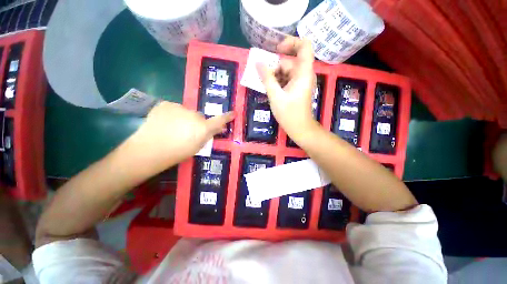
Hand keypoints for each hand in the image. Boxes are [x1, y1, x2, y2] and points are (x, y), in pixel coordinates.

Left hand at [128, 101, 233, 170]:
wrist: (148, 150)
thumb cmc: (176, 153)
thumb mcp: (197, 147)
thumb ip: (208, 135)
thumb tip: (218, 128)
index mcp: (202, 128)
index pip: (219, 120)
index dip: (227, 117)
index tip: (233, 113)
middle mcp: (193, 115)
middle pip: (200, 117)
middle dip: (198, 122)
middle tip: (188, 132)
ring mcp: (179, 108)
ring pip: (187, 112)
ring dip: (185, 118)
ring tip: (173, 128)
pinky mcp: (166, 104)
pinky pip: (175, 109)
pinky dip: (173, 114)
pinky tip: (165, 123)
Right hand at [256, 36, 319, 142]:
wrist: (299, 128)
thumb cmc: (289, 113)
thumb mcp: (275, 95)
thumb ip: (266, 78)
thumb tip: (258, 62)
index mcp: (303, 73)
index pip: (304, 46)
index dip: (291, 43)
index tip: (276, 50)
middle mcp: (304, 74)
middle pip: (289, 62)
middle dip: (275, 69)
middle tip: (263, 80)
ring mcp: (301, 82)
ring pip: (286, 72)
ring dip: (274, 77)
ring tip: (266, 87)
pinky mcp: (297, 89)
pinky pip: (287, 80)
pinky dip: (278, 83)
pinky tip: (271, 91)